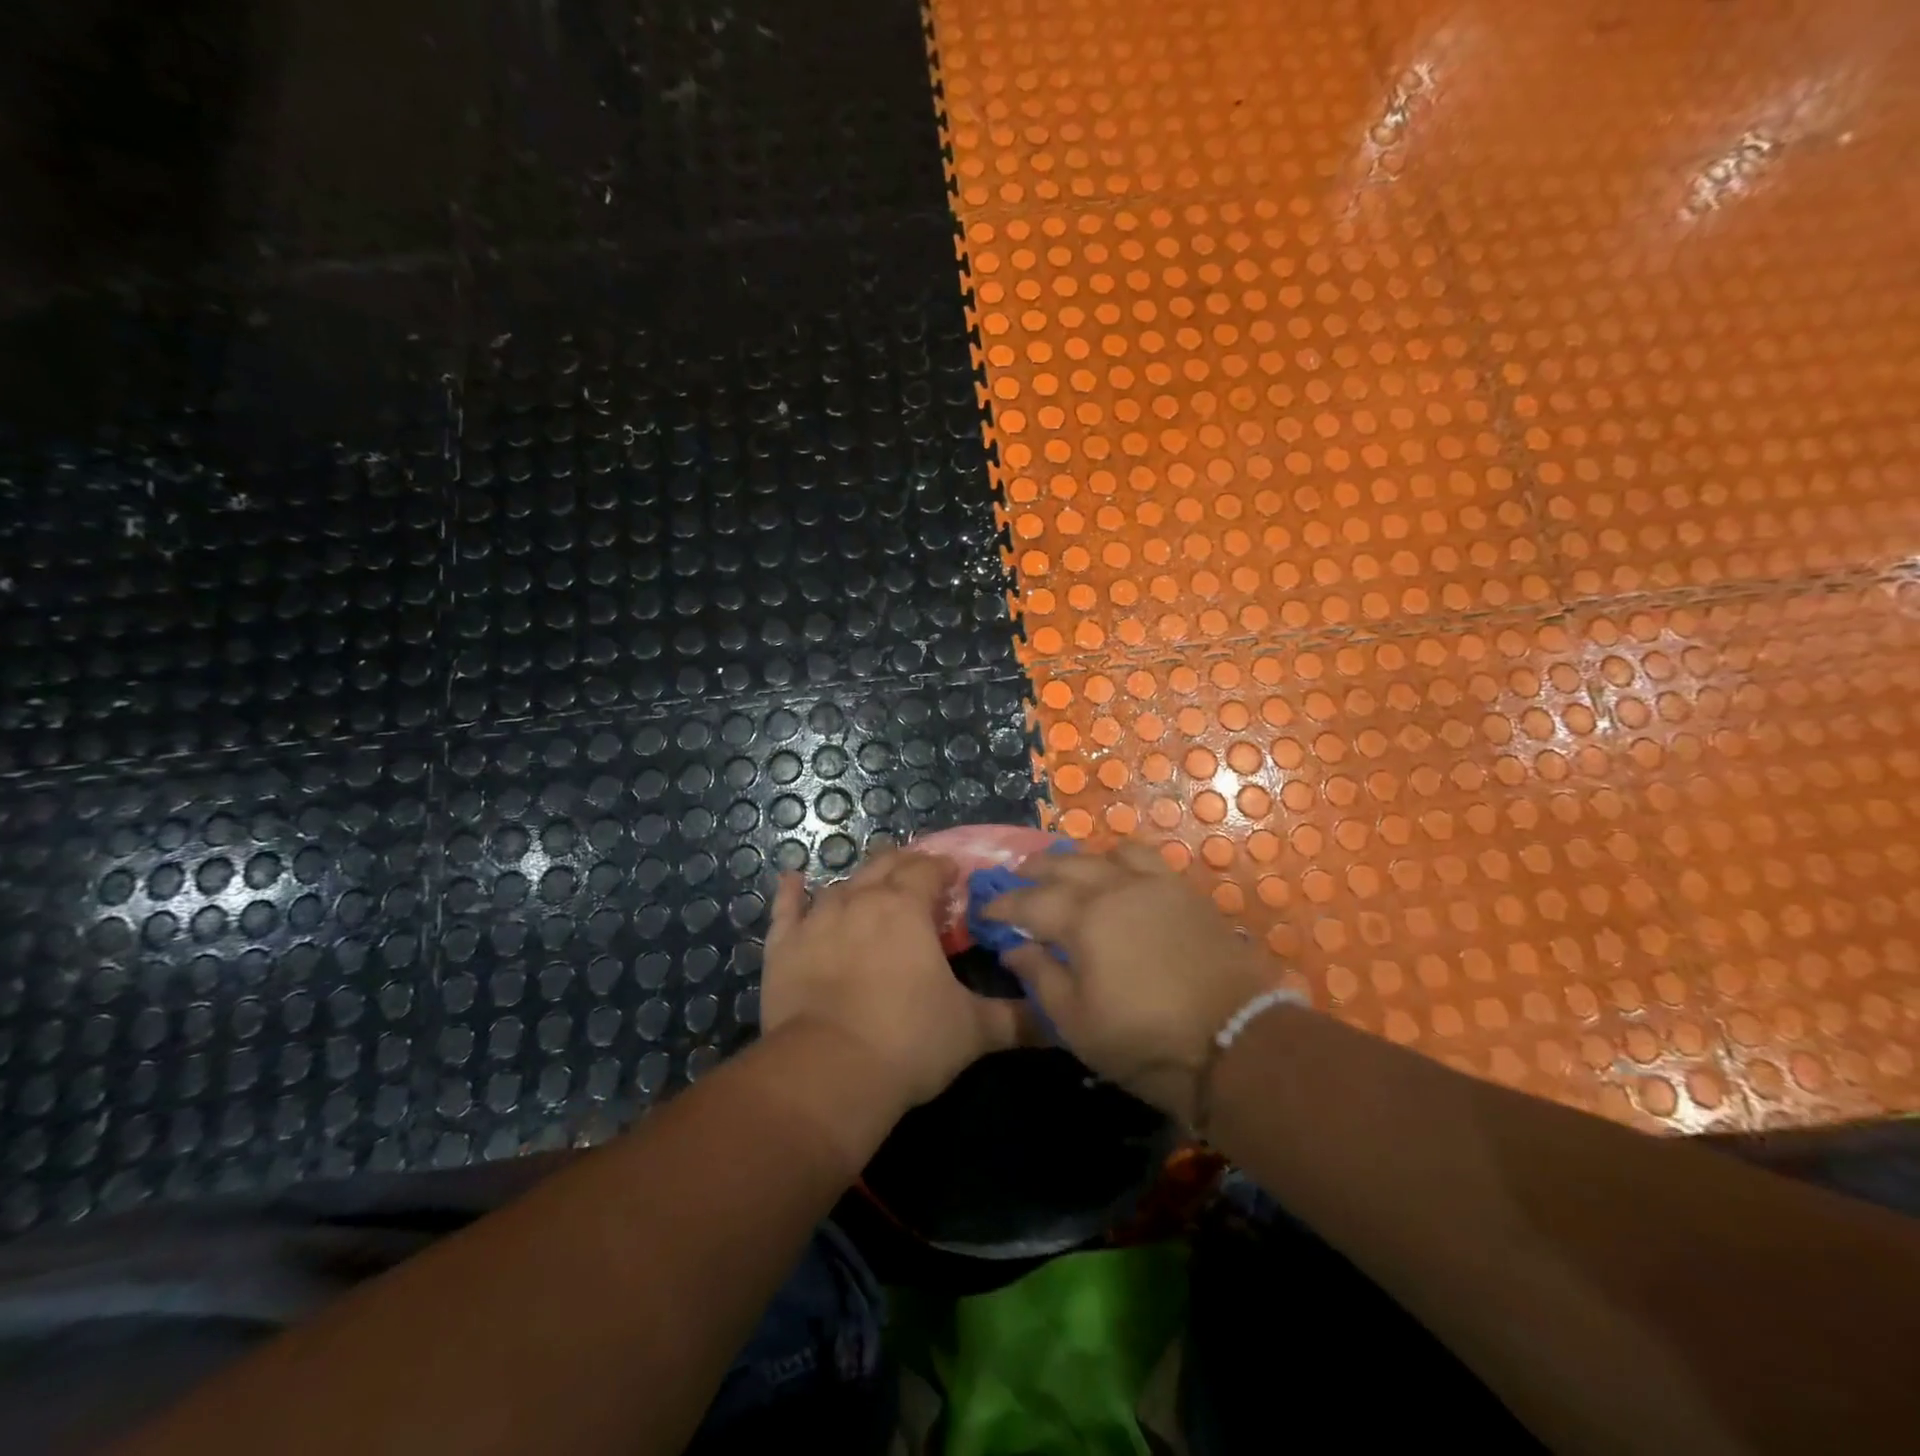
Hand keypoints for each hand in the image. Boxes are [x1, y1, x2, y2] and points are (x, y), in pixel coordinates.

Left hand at [762, 849, 1025, 1109]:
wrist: (828, 1072)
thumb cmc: (908, 1041)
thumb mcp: (973, 1031)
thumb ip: (1018, 1020)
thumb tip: (1060, 1021)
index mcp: (907, 908)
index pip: (929, 869)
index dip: (943, 869)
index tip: (954, 879)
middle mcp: (862, 899)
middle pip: (885, 865)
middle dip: (905, 865)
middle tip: (918, 878)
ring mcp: (818, 919)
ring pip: (842, 883)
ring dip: (860, 880)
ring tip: (872, 883)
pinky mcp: (784, 945)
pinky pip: (786, 908)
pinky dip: (791, 891)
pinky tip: (792, 877)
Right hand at [983, 842, 1283, 1120]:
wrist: (1235, 1041)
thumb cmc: (1145, 1041)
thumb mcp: (1076, 1022)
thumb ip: (1039, 976)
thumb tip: (1013, 945)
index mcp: (1081, 920)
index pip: (1028, 901)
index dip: (1002, 904)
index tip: (984, 909)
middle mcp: (1112, 889)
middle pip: (1062, 866)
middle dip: (1033, 871)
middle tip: (1017, 878)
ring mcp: (1152, 885)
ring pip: (1102, 853)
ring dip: (1075, 859)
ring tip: (1065, 870)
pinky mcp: (1183, 891)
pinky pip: (1144, 857)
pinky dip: (1119, 857)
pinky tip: (1117, 870)